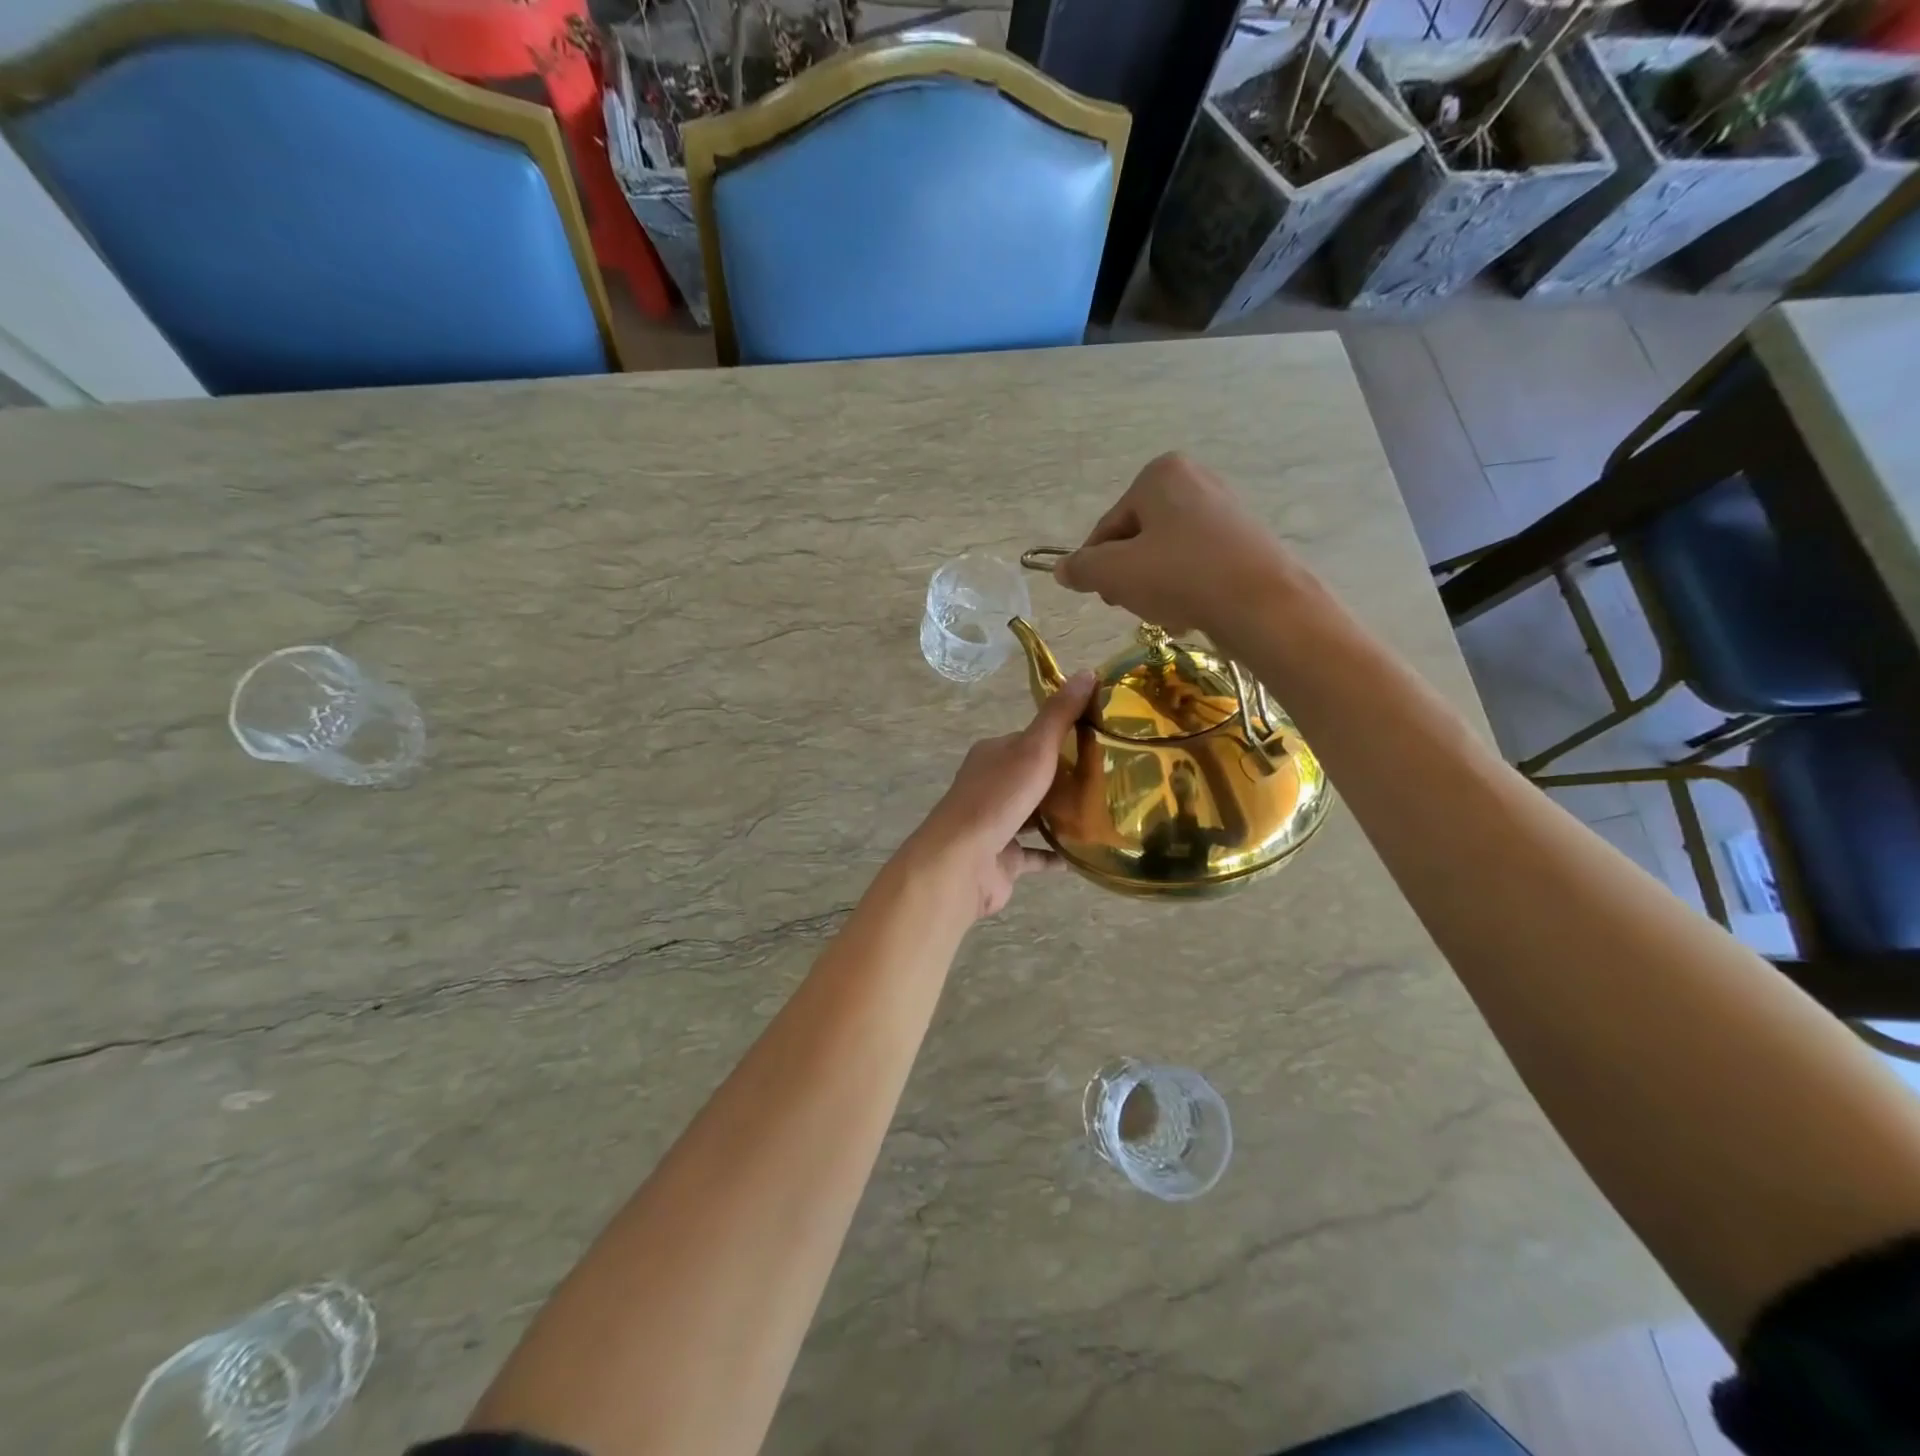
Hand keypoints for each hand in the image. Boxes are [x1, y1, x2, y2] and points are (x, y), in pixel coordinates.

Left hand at [901, 671, 1097, 920]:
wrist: (962, 861)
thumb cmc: (998, 798)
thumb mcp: (1034, 748)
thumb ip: (1060, 715)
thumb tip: (1087, 673)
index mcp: (992, 755)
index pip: (1030, 740)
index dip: (1061, 739)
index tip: (1098, 743)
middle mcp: (990, 786)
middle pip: (1032, 778)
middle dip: (1065, 780)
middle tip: (1108, 782)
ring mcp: (994, 825)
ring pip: (1033, 815)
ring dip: (1061, 815)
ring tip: (1103, 814)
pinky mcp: (1002, 859)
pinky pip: (1035, 854)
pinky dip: (1056, 853)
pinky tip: (1084, 852)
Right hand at [1053, 452, 1303, 639]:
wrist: (1262, 604)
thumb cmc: (1180, 576)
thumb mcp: (1114, 573)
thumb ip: (1081, 568)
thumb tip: (1062, 569)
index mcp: (1159, 475)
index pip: (1107, 528)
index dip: (1098, 567)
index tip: (1105, 596)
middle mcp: (1194, 480)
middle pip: (1137, 541)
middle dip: (1130, 578)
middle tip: (1136, 606)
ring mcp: (1224, 509)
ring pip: (1166, 557)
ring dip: (1156, 588)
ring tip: (1167, 613)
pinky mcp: (1244, 540)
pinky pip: (1197, 564)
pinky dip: (1186, 588)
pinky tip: (1191, 613)